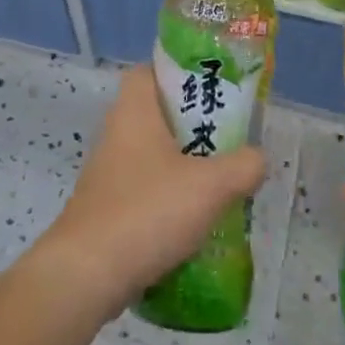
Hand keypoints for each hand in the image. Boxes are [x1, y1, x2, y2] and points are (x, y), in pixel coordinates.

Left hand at [33, 65, 265, 317]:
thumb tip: (257, 158)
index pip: (150, 71)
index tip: (212, 90)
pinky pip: (145, 189)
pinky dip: (169, 197)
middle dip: (194, 125)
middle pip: (157, 115)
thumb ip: (243, 166)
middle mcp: (116, 134)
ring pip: (153, 155)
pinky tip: (196, 220)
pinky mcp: (106, 207)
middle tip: (230, 139)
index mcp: (134, 111)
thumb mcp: (210, 186)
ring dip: (184, 165)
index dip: (180, 73)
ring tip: (221, 181)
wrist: (87, 274)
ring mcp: (108, 172)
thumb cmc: (148, 211)